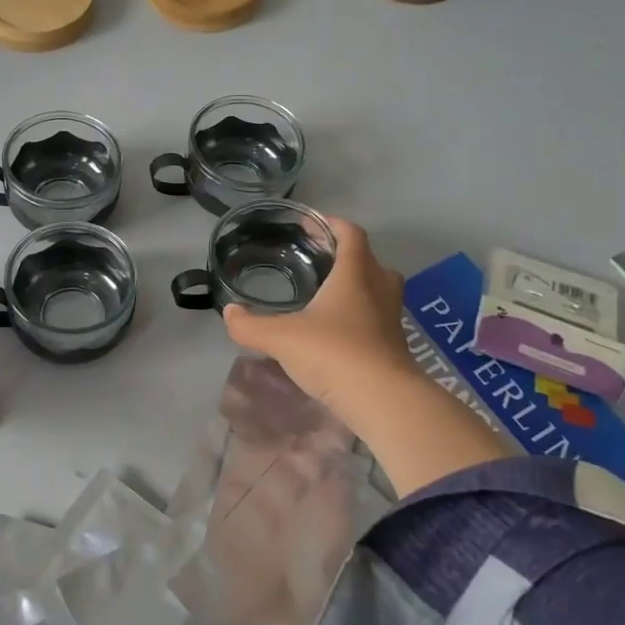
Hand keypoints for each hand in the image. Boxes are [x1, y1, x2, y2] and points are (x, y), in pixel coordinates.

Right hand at [221, 217, 415, 420]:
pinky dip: (357, 316)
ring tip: (323, 296)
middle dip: (344, 256)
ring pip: (376, 290)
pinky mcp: (394, 345)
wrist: (383, 401)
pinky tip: (333, 332)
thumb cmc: (333, 353)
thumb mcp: (280, 337)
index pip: (350, 233)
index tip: (309, 224)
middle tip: (316, 261)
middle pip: (368, 260)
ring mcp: (391, 318)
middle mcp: (379, 288)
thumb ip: (250, 325)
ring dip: (354, 287)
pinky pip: (376, 318)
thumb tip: (230, 312)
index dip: (330, 224)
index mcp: (355, 273)